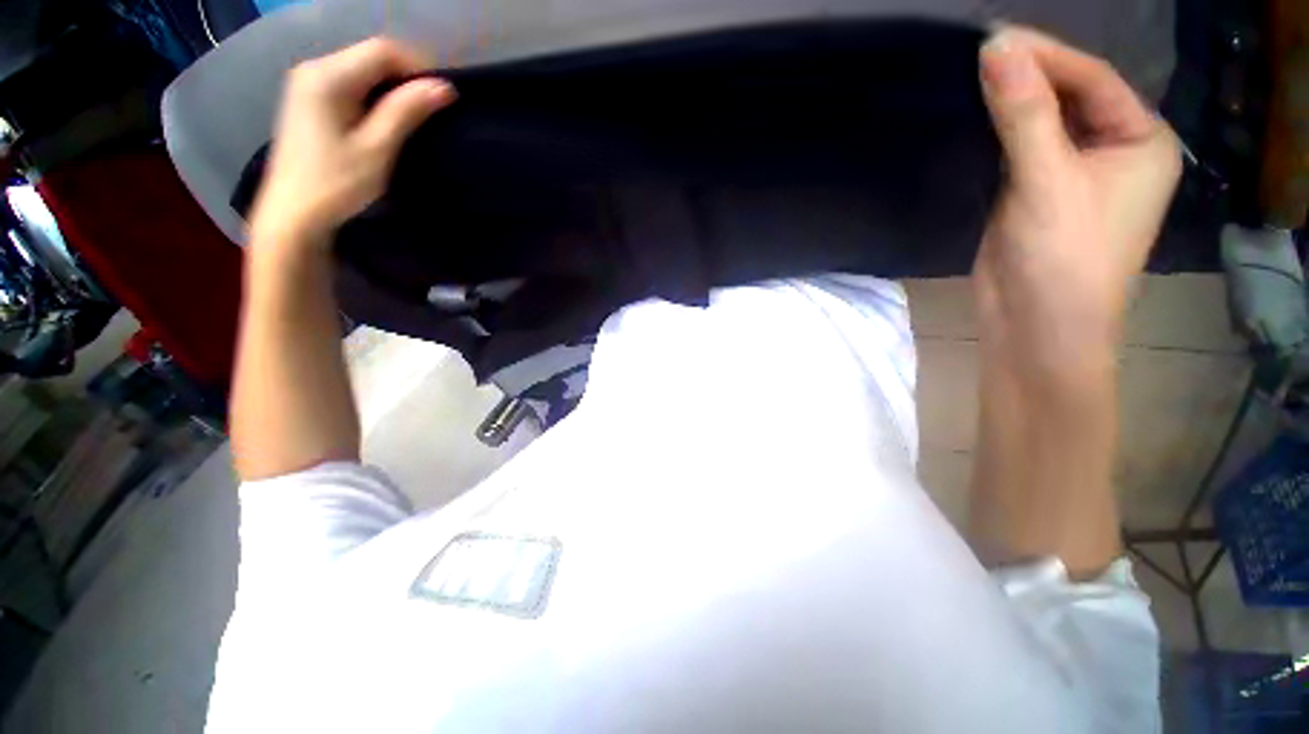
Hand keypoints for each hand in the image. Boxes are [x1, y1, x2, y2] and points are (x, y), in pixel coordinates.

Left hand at [249, 38, 455, 250]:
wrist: (293, 212)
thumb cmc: (336, 184)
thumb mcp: (376, 148)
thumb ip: (406, 112)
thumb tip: (443, 87)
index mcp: (327, 76)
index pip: (382, 51)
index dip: (418, 68)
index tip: (442, 99)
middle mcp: (313, 68)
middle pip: (371, 56)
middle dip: (406, 78)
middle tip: (431, 111)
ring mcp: (307, 83)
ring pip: (362, 69)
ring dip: (392, 88)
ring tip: (413, 118)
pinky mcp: (309, 100)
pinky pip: (350, 83)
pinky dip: (374, 96)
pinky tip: (385, 120)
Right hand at [974, 28, 1180, 380]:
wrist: (1035, 330)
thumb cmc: (1063, 261)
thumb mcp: (1047, 182)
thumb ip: (1024, 115)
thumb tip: (995, 48)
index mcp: (1140, 140)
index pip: (1092, 79)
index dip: (1046, 56)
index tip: (992, 39)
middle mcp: (1113, 149)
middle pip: (1067, 96)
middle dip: (1025, 77)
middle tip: (975, 56)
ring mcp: (1072, 172)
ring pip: (1039, 122)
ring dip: (1007, 103)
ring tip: (966, 80)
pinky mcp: (1034, 193)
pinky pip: (1018, 149)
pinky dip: (996, 133)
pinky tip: (970, 118)